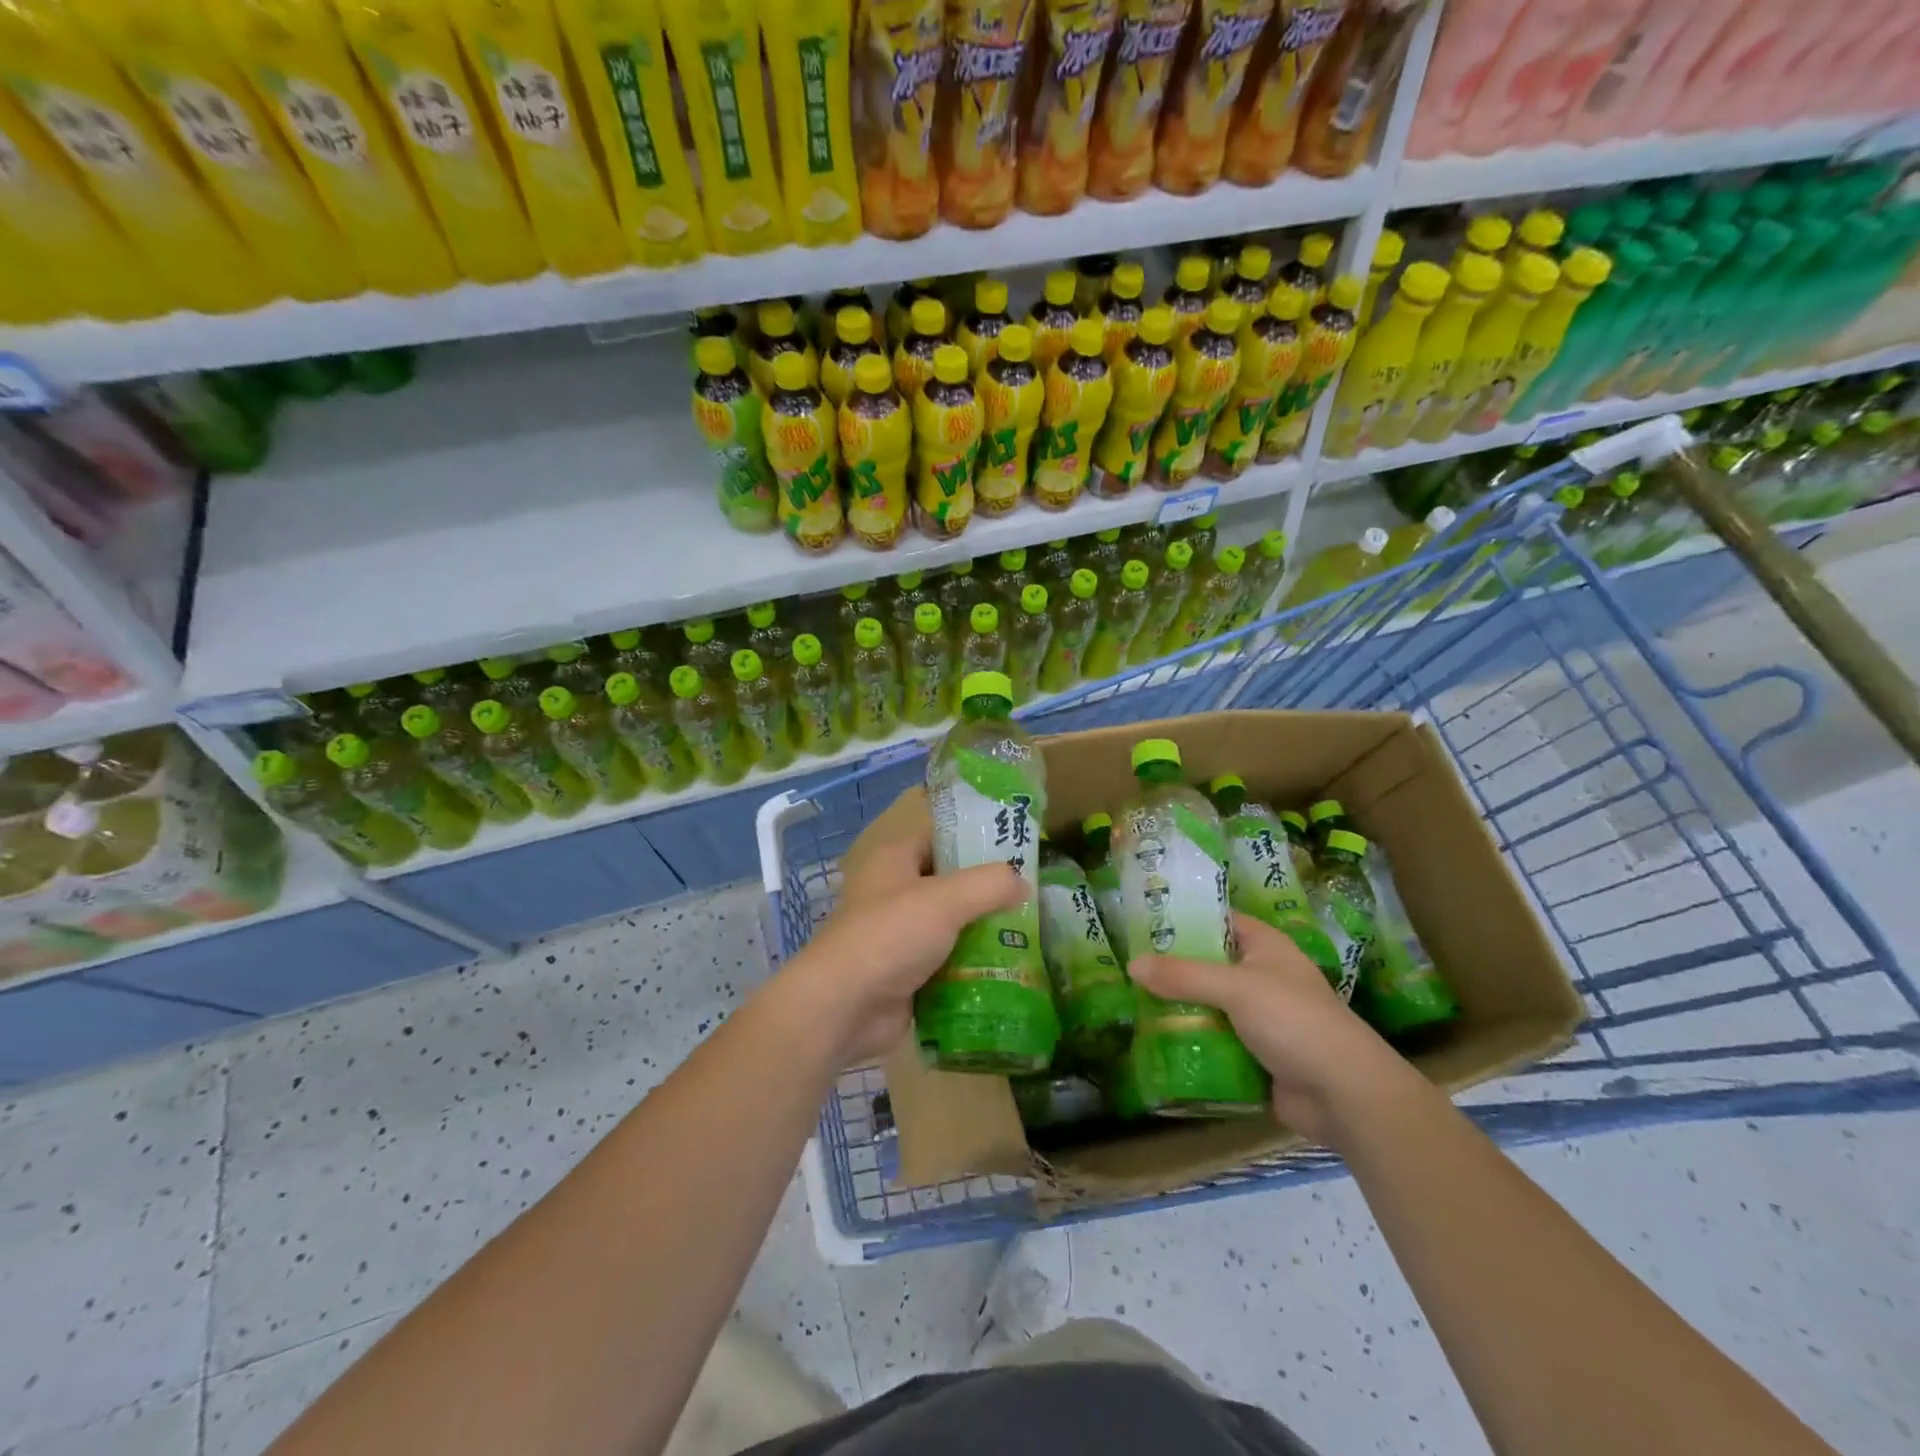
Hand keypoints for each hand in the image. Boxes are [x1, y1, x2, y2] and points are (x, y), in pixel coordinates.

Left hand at [775, 787, 1027, 1065]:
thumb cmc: (890, 936)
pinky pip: (947, 962)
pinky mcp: (906, 973)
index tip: (1019, 850)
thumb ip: (990, 884)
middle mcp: (895, 892)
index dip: (976, 839)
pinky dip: (972, 967)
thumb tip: (1023, 883)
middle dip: (988, 893)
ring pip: (952, 926)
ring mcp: (900, 935)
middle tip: (1033, 898)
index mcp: (895, 859)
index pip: (941, 837)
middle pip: (951, 884)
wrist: (843, 1007)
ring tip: (1031, 936)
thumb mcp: (946, 900)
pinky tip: (1008, 971)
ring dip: (984, 933)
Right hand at [1129, 915, 1406, 1142]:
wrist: (1345, 1094)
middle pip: (1209, 965)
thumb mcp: (1235, 988)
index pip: (1219, 920)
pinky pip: (1216, 1041)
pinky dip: (1193, 1042)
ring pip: (1209, 1005)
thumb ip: (1183, 976)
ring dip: (1179, 1009)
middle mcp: (1263, 976)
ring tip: (1131, 1005)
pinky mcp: (1256, 1055)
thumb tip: (1132, 964)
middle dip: (1173, 969)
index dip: (1185, 919)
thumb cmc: (1294, 1021)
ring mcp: (1261, 1018)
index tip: (1143, 923)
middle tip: (1128, 967)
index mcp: (1266, 947)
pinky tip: (1157, 1043)